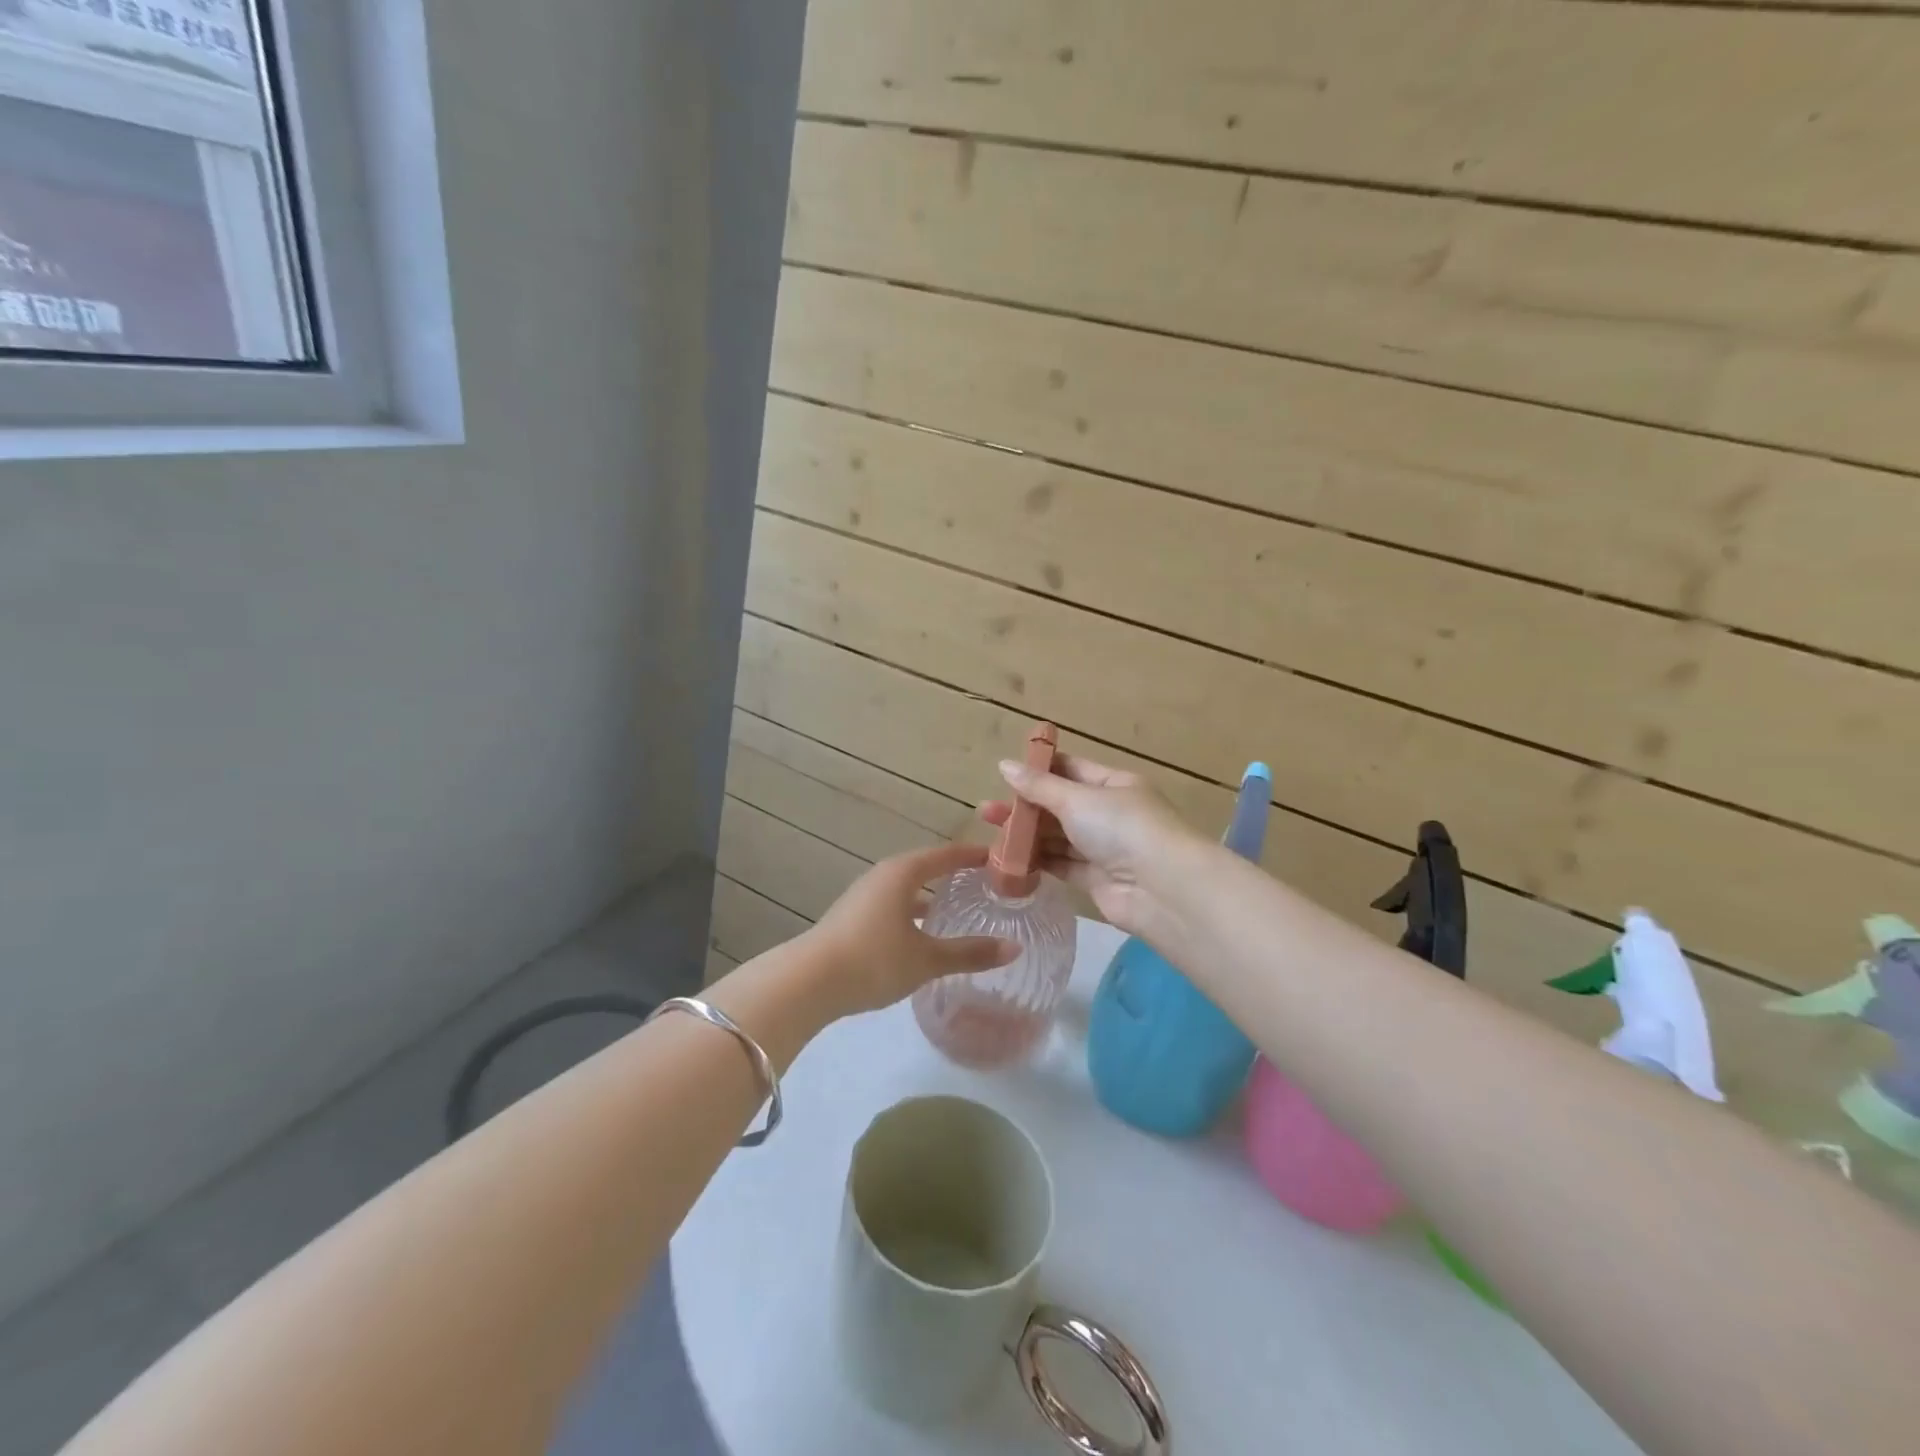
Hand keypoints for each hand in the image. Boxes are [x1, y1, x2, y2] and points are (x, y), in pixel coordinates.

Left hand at [804, 842, 1020, 1016]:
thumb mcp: (926, 959)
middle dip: (953, 876)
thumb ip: (970, 953)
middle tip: (984, 887)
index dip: (973, 856)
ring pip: (906, 890)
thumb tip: (1014, 948)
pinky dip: (912, 913)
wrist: (808, 982)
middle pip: (925, 868)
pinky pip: (892, 906)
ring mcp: (863, 896)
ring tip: (957, 912)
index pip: (945, 855)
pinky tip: (922, 937)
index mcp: (902, 873)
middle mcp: (882, 876)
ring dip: (930, 897)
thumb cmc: (873, 960)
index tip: (999, 858)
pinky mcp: (852, 918)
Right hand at [978, 753, 1202, 935]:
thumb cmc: (1122, 828)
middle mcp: (1109, 814)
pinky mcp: (1095, 880)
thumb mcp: (1077, 799)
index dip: (1039, 771)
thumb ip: (1038, 786)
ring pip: (1058, 837)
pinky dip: (1038, 862)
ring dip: (1028, 836)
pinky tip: (1009, 861)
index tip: (1004, 775)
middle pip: (1060, 806)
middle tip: (986, 812)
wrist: (1162, 889)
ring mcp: (1104, 848)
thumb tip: (1004, 765)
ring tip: (989, 835)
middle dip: (1025, 807)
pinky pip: (1061, 865)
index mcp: (1113, 784)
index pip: (1071, 770)